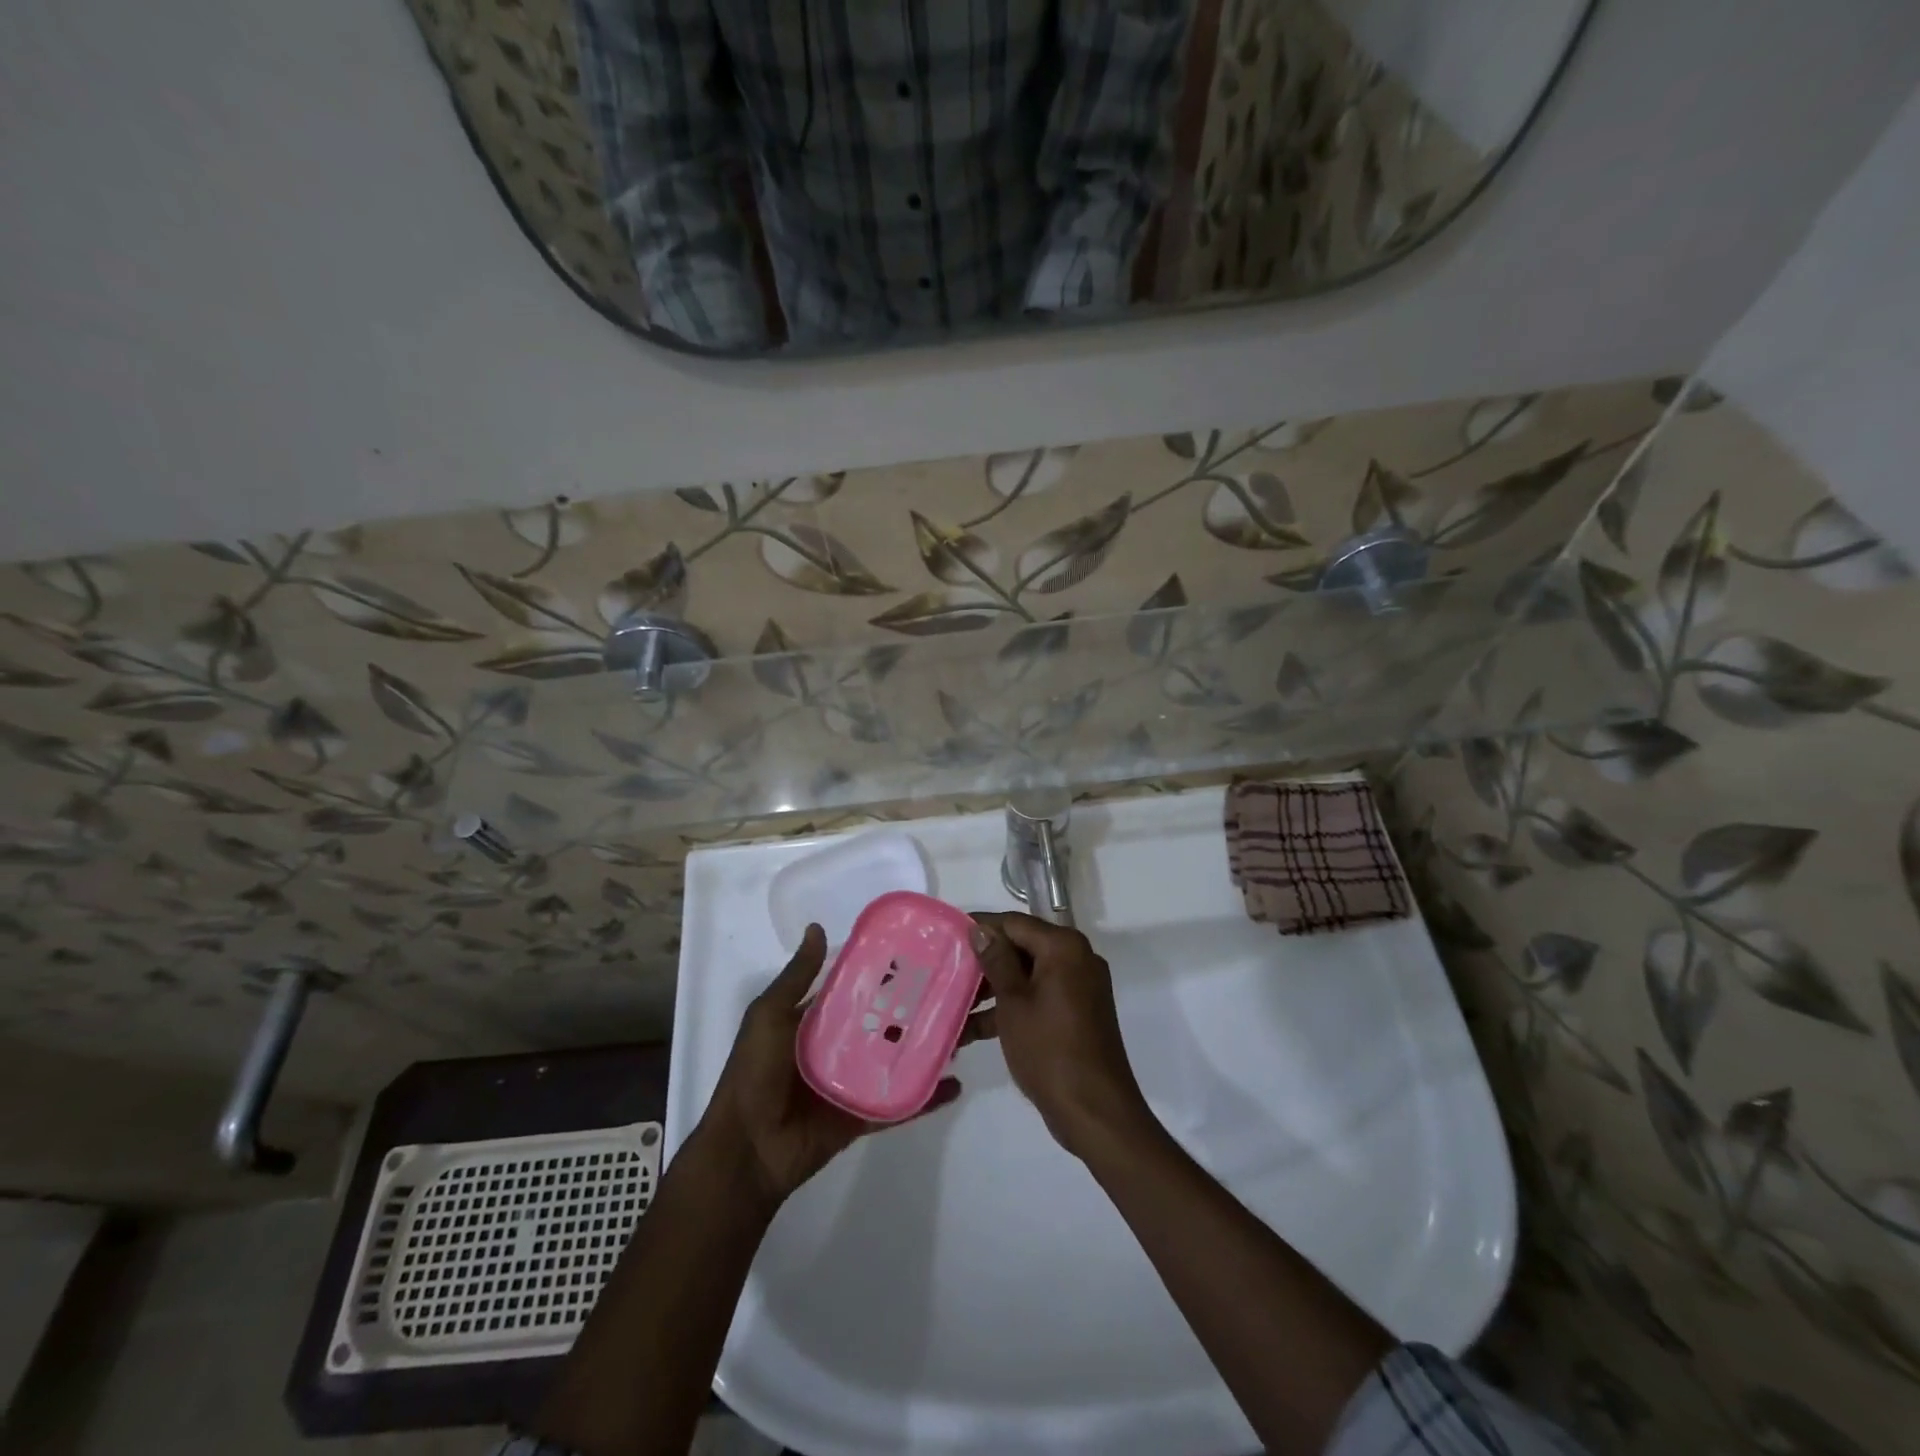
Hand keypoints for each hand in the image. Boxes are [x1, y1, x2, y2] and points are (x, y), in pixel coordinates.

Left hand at [701, 924, 962, 1206]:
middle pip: (888, 1024)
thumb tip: (817, 927)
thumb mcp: (768, 1015)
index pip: (861, 990)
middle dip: (919, 1009)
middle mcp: (842, 1047)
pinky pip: (902, 1104)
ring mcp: (856, 1083)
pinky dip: (928, 1096)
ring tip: (967, 1030)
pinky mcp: (865, 1116)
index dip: (889, 974)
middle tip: (959, 989)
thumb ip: (797, 977)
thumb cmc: (754, 1073)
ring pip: (900, 1060)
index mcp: (819, 1020)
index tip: (924, 954)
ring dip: (930, 1047)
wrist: (745, 1148)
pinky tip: (956, 1082)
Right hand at [969, 913, 1151, 1158]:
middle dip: (984, 962)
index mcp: (1064, 947)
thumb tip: (980, 929)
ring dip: (994, 990)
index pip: (1014, 923)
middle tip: (946, 972)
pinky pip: (1039, 997)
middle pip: (1022, 947)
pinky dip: (1012, 1008)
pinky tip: (974, 1030)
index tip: (947, 936)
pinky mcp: (1078, 1012)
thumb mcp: (1014, 1003)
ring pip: (1028, 975)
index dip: (980, 928)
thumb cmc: (1049, 1050)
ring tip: (953, 1005)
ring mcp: (1080, 987)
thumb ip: (997, 960)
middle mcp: (1077, 958)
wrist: (1095, 1112)